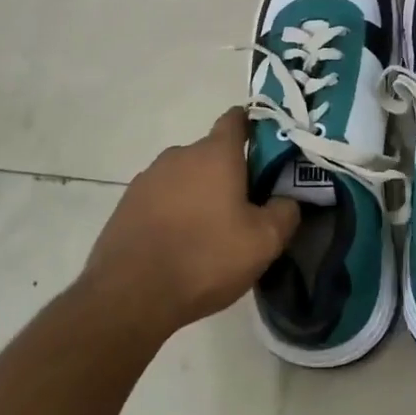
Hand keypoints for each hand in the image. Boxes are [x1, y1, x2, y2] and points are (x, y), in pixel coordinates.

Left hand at [80, 108, 298, 343]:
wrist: (129, 295)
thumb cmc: (205, 258)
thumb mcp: (263, 242)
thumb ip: (285, 212)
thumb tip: (288, 199)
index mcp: (215, 154)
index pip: (237, 119)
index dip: (254, 127)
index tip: (268, 149)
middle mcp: (179, 155)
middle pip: (212, 153)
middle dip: (230, 173)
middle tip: (245, 208)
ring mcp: (149, 178)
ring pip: (185, 176)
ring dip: (199, 194)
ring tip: (210, 232)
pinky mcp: (127, 203)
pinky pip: (161, 198)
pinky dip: (173, 212)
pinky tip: (179, 244)